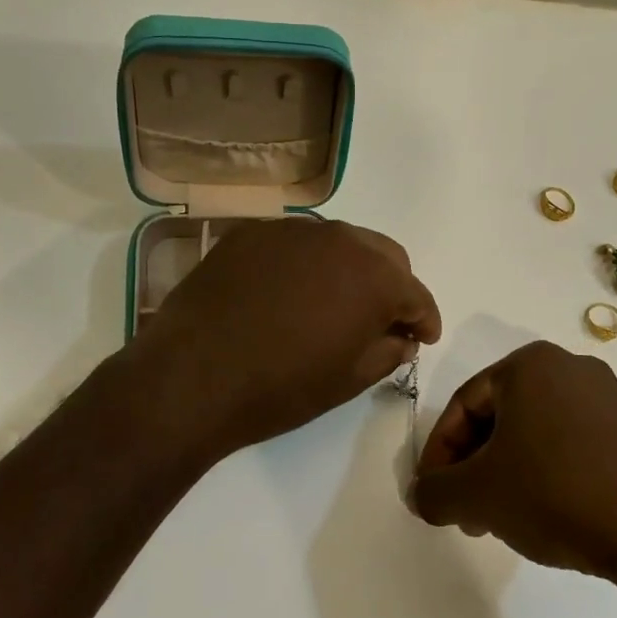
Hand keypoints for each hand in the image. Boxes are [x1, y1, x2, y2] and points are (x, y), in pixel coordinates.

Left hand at [132, 218, 440, 464]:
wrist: (191, 376)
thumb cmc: (281, 387)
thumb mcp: (348, 380)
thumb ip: (387, 351)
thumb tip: (401, 337)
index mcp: (374, 276)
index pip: (416, 293)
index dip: (424, 319)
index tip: (422, 338)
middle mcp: (340, 239)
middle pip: (383, 256)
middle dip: (391, 286)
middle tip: (381, 321)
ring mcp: (292, 230)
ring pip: (339, 242)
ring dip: (348, 270)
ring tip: (333, 304)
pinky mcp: (252, 233)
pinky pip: (295, 243)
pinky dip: (305, 264)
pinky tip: (287, 293)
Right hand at [410, 342, 616, 617]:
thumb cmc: (557, 493)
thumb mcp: (479, 495)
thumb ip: (434, 492)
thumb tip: (420, 495)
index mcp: (529, 364)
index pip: (463, 404)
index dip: (439, 453)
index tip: (433, 496)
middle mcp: (569, 366)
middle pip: (499, 416)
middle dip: (475, 465)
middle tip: (466, 512)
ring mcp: (608, 396)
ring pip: (535, 431)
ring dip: (508, 473)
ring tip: (503, 520)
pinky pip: (571, 443)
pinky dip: (547, 473)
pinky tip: (548, 513)